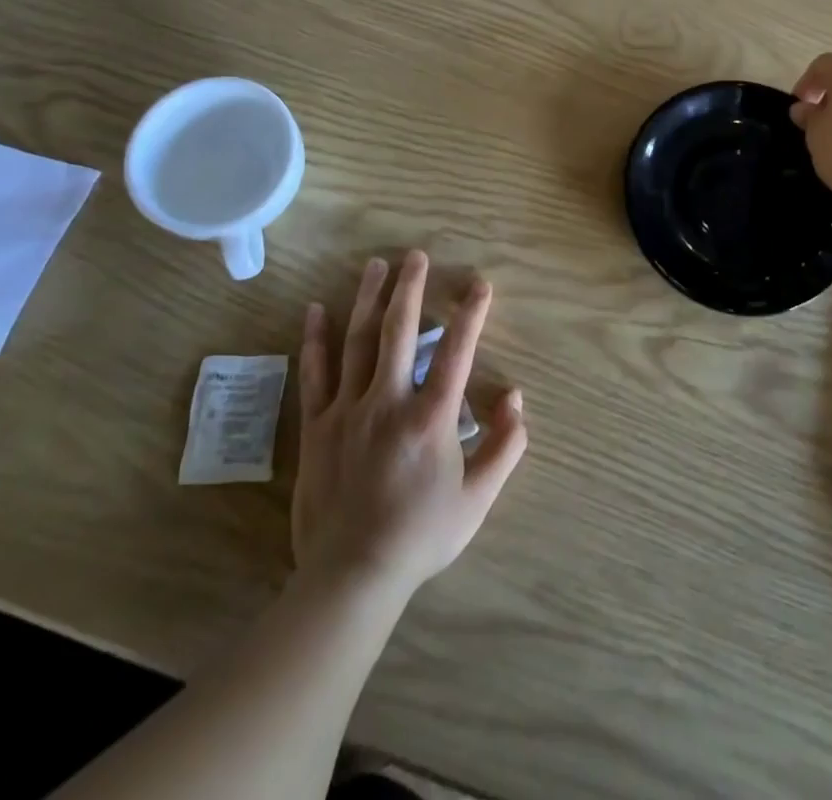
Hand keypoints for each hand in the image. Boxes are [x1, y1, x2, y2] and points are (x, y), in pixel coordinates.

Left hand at [292, 251, 526, 604]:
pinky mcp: (317, 426)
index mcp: (431, 417)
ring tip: (376, 265)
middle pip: (400, 331)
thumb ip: (504, 446)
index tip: (480, 284)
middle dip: (410, 288)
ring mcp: (348, 410)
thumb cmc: (421, 535)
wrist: (351, 576)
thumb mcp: (478, 499)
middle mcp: (389, 401)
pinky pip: (315, 375)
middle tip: (416, 255)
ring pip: (358, 342)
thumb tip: (516, 398)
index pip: (457, 351)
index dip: (471, 314)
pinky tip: (316, 310)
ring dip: (369, 299)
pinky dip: (315, 340)